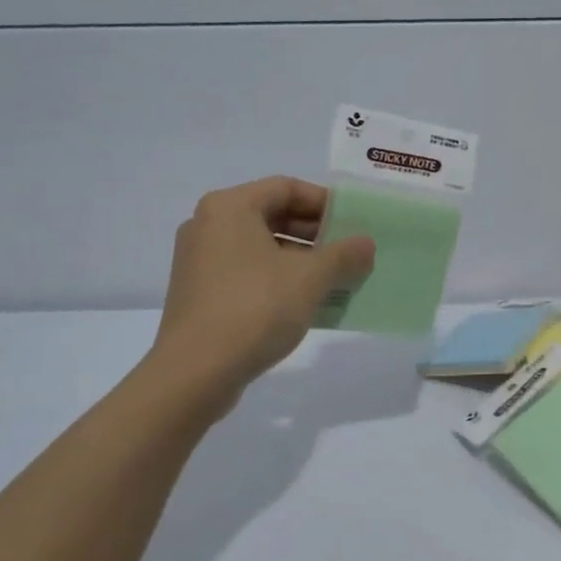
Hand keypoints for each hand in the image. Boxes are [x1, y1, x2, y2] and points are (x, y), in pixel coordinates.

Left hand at [147, 176, 374, 411]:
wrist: (195, 373)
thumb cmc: (254, 309)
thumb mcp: (310, 278)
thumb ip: (344, 254)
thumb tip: (366, 244)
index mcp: (229, 207)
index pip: (286, 187)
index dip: (325, 202)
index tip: (354, 223)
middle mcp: (209, 225)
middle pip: (273, 216)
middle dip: (316, 234)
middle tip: (350, 253)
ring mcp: (200, 261)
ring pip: (262, 248)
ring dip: (302, 260)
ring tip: (336, 280)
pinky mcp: (200, 293)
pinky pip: (248, 273)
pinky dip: (279, 280)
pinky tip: (308, 303)